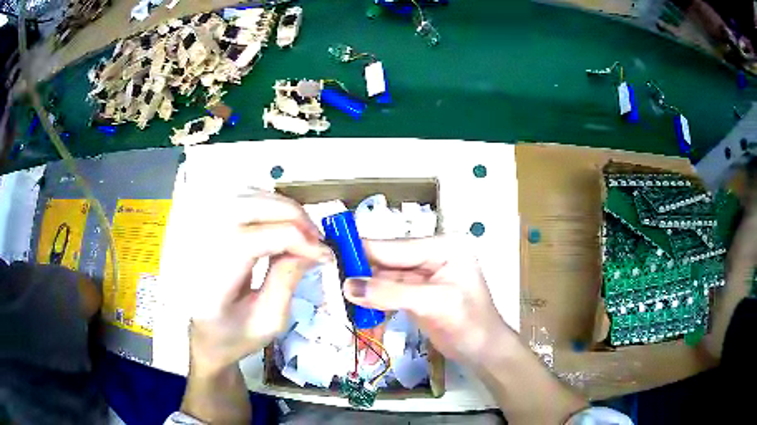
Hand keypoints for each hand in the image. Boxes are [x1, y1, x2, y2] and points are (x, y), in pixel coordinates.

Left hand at [187, 191, 331, 374]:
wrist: (204, 332)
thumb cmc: (234, 334)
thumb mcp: (268, 321)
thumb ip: (287, 281)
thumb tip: (311, 249)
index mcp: (211, 277)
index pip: (252, 239)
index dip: (296, 240)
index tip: (325, 255)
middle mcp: (201, 243)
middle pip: (249, 206)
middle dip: (293, 217)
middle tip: (317, 240)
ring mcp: (200, 227)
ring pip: (247, 194)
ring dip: (283, 208)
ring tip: (303, 232)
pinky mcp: (207, 221)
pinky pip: (241, 196)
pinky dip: (268, 203)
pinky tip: (282, 222)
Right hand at [342, 236, 509, 365]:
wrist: (484, 352)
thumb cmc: (470, 324)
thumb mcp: (434, 304)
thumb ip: (391, 293)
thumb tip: (348, 286)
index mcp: (442, 247)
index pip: (395, 247)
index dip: (362, 252)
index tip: (330, 256)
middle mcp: (431, 256)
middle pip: (386, 263)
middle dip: (360, 277)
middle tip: (330, 286)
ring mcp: (422, 276)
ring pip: (383, 281)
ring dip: (364, 295)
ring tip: (341, 304)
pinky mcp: (416, 294)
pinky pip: (387, 296)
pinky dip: (374, 307)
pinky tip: (362, 317)